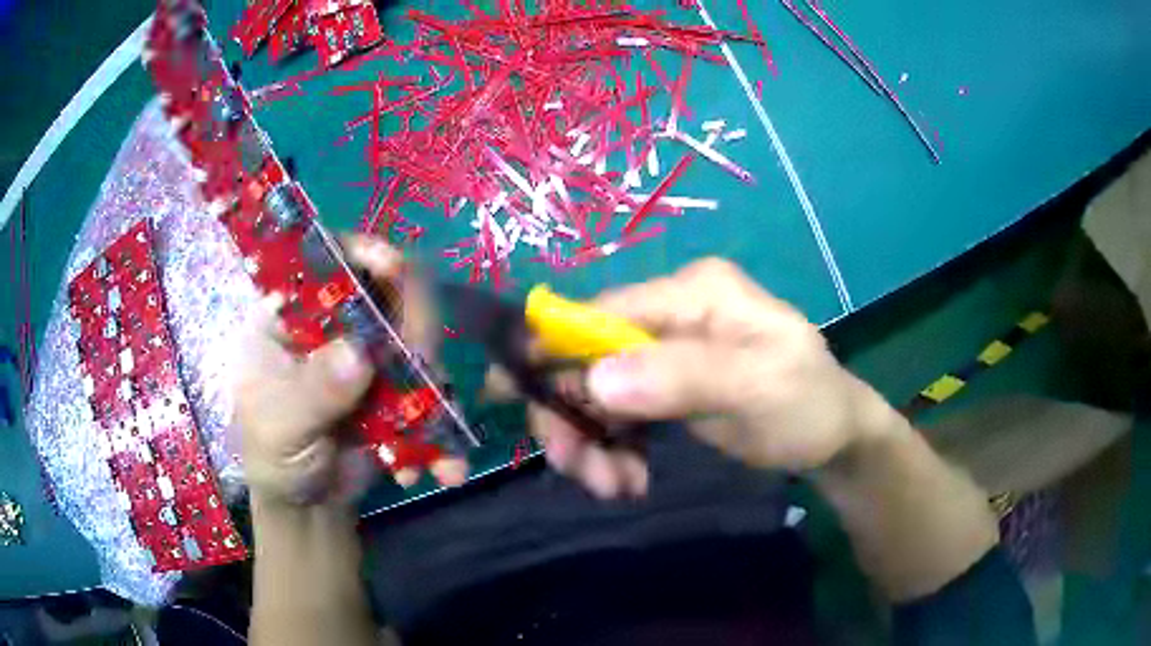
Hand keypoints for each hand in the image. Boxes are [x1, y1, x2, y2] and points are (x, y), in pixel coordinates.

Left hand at [234, 235, 465, 507]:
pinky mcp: (397, 389)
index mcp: (290, 315)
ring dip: (433, 384)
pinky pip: (431, 390)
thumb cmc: (274, 458)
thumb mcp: (280, 427)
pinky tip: (439, 467)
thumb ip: (313, 391)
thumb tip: (360, 354)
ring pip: (417, 339)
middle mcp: (334, 325)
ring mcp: (369, 355)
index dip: (360, 252)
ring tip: (428, 437)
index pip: (324, 259)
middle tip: (423, 363)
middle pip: (386, 291)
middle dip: (413, 325)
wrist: (307, 506)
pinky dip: (441, 428)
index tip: (392, 266)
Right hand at [530, 258, 896, 498]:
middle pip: (589, 355)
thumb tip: (595, 378)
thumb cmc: (808, 404)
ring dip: (590, 441)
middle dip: (572, 415)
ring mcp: (668, 352)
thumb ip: (683, 378)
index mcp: (692, 294)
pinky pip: (617, 415)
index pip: (602, 313)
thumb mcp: (760, 388)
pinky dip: (611, 449)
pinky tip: (627, 480)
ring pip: (597, 391)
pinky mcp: (667, 387)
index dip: (550, 350)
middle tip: (576, 471)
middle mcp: (672, 314)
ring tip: (611, 487)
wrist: (834, 437)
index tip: (511, 398)